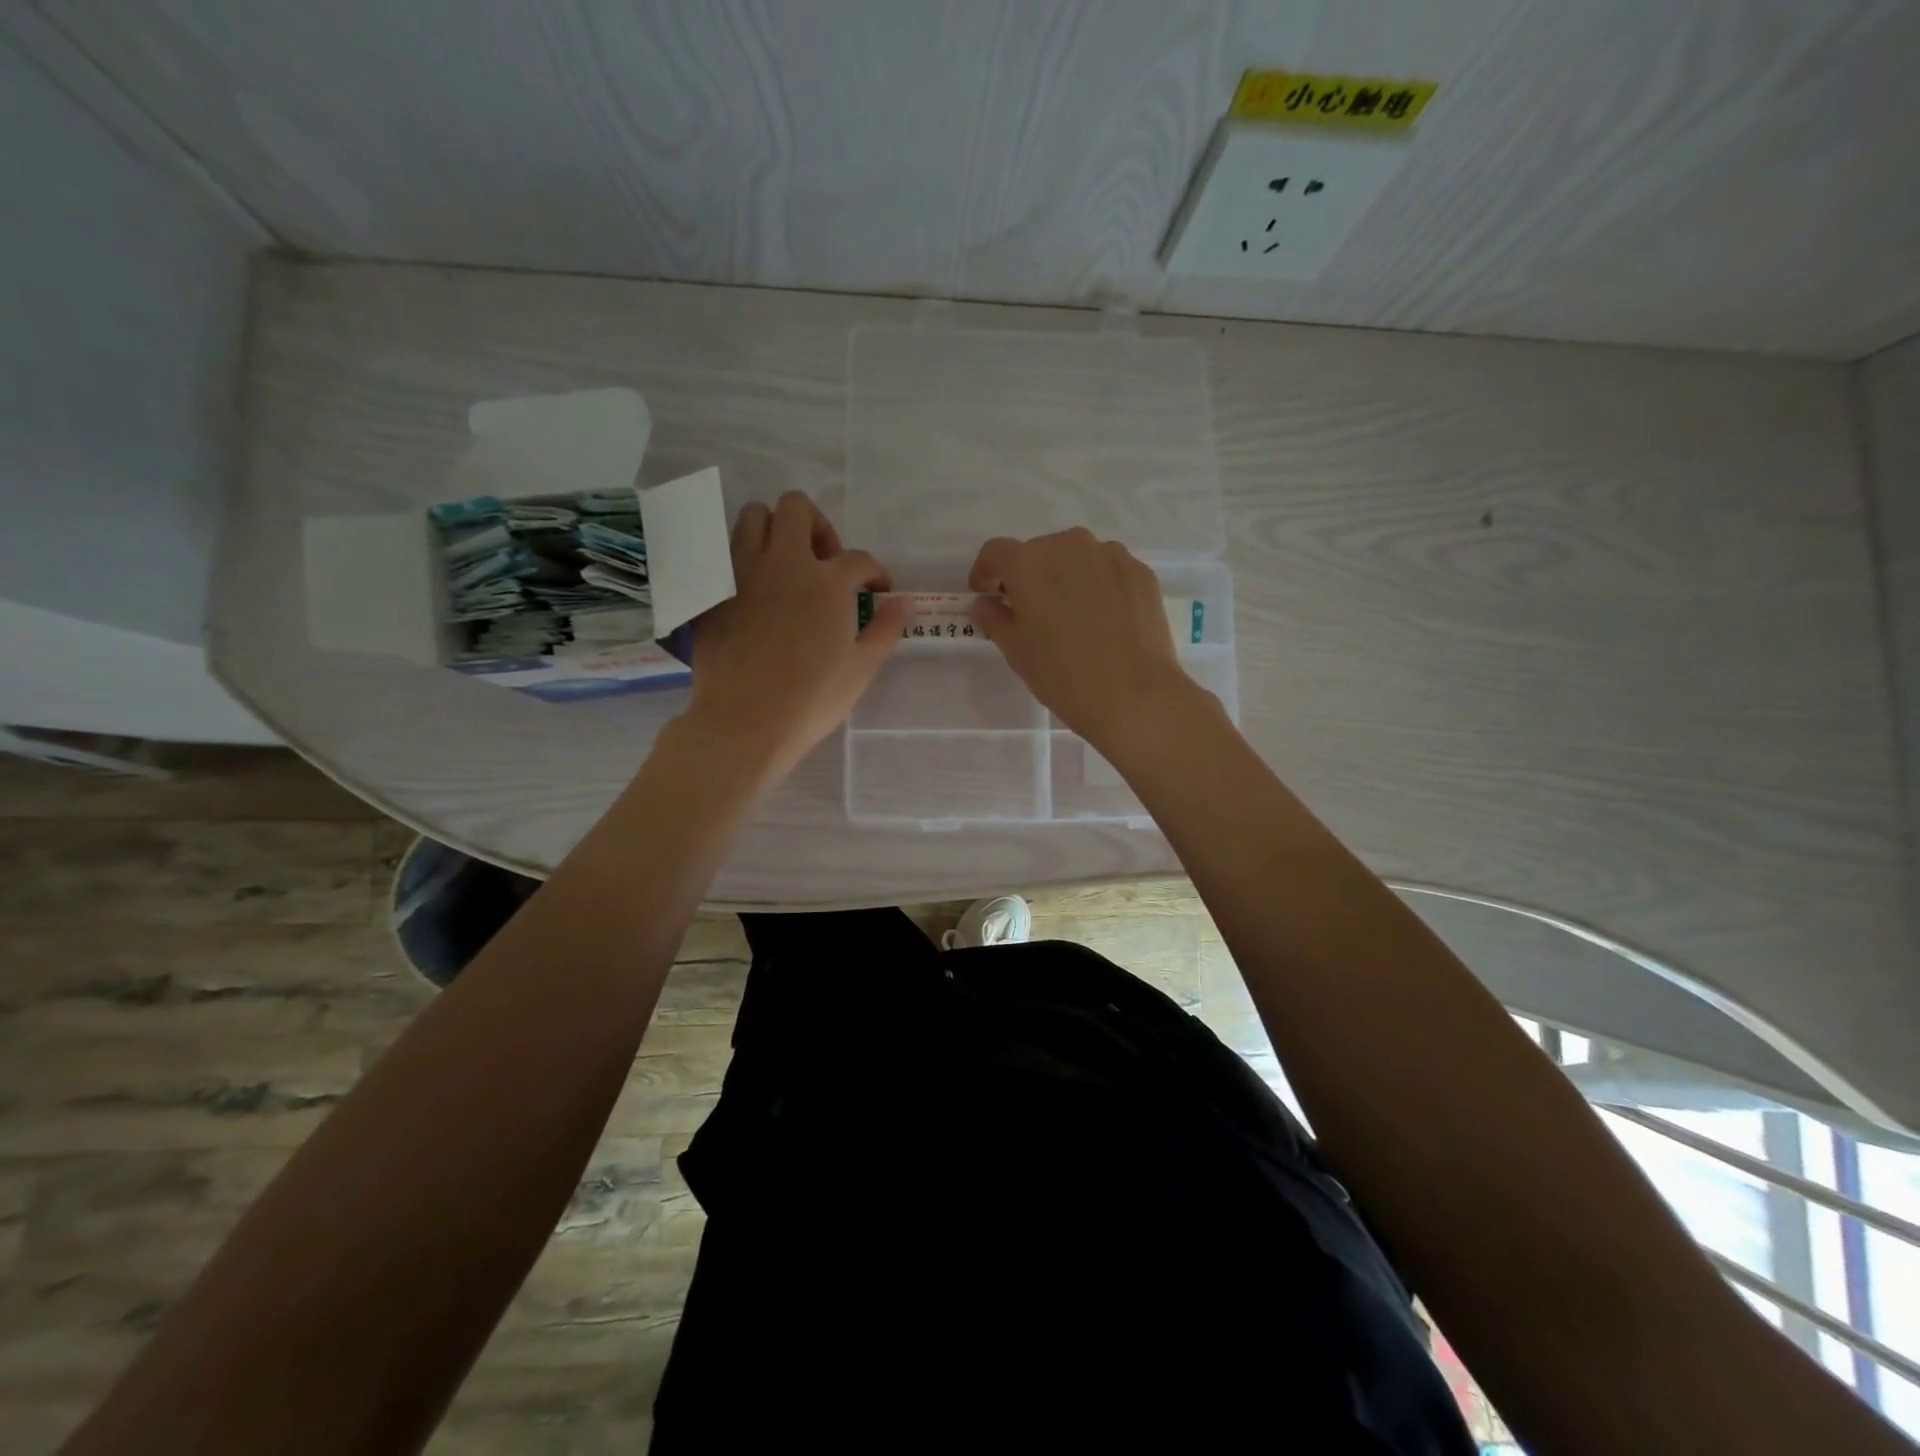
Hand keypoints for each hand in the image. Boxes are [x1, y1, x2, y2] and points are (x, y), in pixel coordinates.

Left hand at [686, 492, 907, 787]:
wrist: (744, 722)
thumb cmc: (812, 699)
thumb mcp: (862, 668)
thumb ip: (885, 629)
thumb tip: (904, 603)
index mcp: (827, 581)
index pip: (858, 558)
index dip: (874, 572)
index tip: (875, 592)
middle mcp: (783, 562)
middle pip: (797, 508)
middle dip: (818, 526)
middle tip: (825, 563)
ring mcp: (741, 572)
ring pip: (753, 518)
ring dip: (774, 531)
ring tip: (786, 566)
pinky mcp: (713, 591)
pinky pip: (725, 554)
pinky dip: (744, 561)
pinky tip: (754, 593)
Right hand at [967, 528, 1198, 752]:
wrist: (1134, 695)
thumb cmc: (1063, 676)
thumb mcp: (1017, 652)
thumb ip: (995, 619)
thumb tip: (985, 604)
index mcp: (1029, 563)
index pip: (996, 552)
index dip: (985, 572)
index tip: (987, 595)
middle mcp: (1069, 545)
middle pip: (1038, 551)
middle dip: (1028, 576)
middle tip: (1031, 611)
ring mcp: (1110, 555)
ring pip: (1077, 557)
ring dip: (1066, 576)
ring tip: (1072, 615)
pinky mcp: (1140, 572)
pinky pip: (1108, 569)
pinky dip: (1098, 584)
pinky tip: (1103, 619)